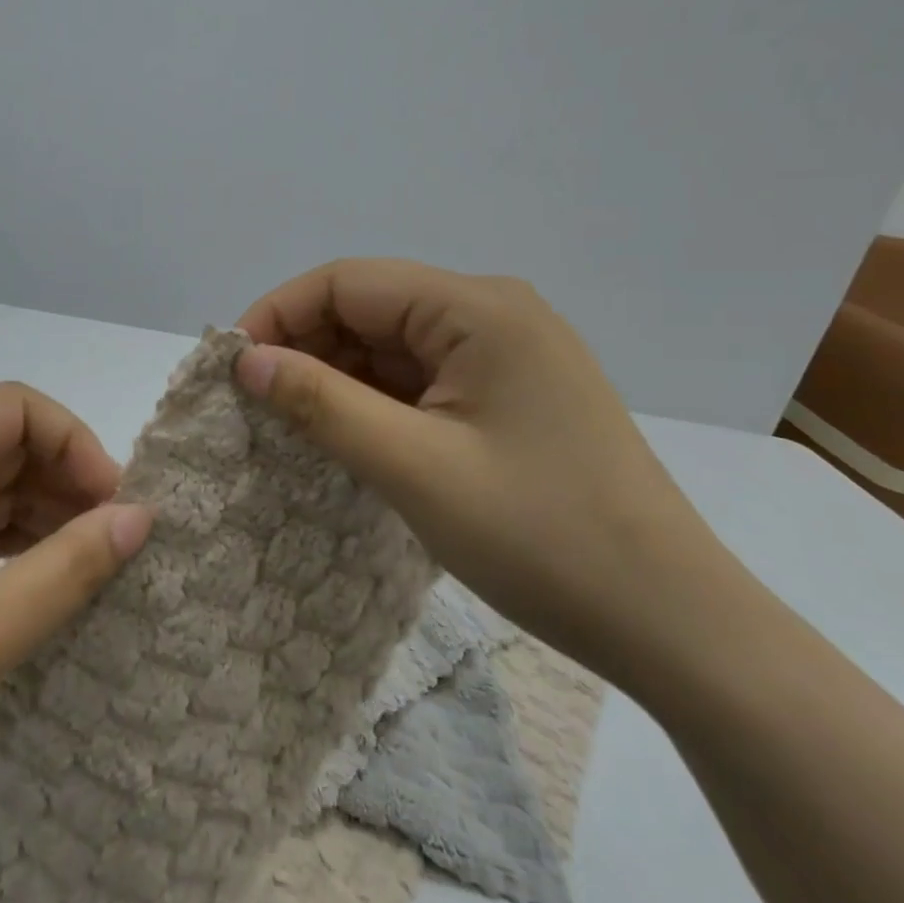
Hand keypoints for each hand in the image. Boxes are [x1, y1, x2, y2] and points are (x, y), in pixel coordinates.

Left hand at [0, 382, 153, 843]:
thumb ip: (70, 565)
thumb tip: (140, 515)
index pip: (9, 408)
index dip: (71, 442)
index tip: (110, 504)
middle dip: (59, 480)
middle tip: (109, 540)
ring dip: (36, 514)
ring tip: (86, 563)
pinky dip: (3, 544)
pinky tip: (39, 579)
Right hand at [235, 259, 746, 679]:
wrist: (671, 622)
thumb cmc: (541, 537)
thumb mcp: (412, 466)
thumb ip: (321, 402)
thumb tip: (245, 360)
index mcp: (477, 309)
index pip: (347, 281)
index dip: (279, 314)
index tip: (232, 367)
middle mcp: (492, 313)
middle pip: (368, 306)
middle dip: (304, 345)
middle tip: (255, 402)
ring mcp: (504, 353)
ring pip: (390, 344)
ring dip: (336, 375)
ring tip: (290, 423)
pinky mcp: (508, 392)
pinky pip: (419, 377)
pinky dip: (373, 399)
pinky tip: (345, 433)